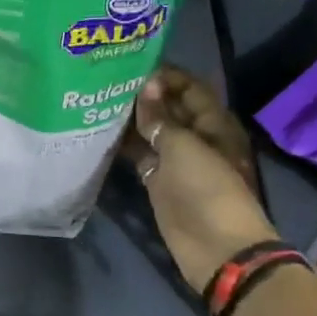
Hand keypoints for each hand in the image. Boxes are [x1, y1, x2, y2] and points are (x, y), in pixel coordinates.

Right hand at [123, 66, 276, 293]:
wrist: (216, 249)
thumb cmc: (207, 188)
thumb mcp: (183, 146)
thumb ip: (160, 117)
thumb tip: (144, 87)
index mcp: (214, 124)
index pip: (190, 89)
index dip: (166, 76)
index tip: (134, 67)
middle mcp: (197, 138)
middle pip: (171, 109)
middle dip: (145, 95)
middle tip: (109, 80)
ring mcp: (178, 161)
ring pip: (154, 132)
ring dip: (132, 119)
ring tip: (100, 100)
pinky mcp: (160, 182)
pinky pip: (142, 156)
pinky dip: (127, 145)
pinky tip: (102, 131)